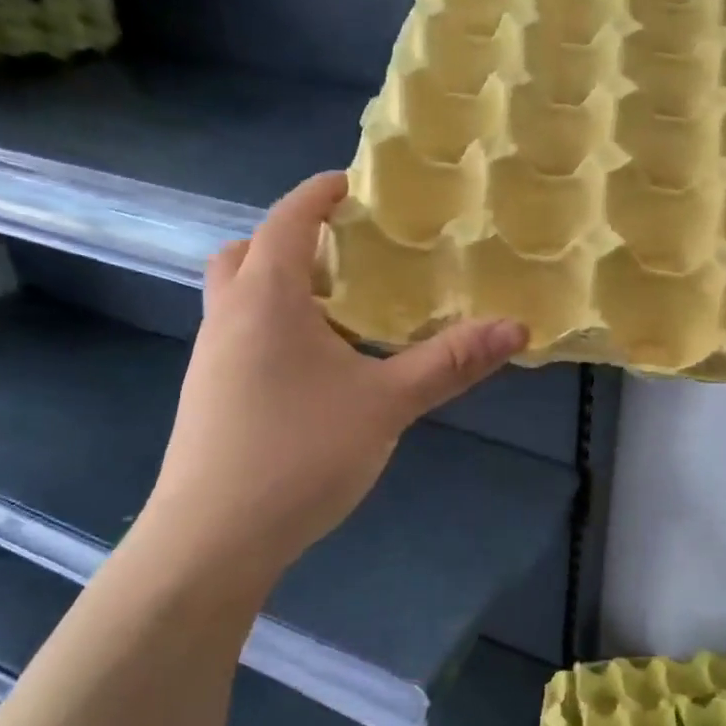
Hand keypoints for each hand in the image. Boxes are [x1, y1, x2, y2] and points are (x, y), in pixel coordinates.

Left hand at [139, 172, 527, 593]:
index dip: (317, 195)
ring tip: (339, 312)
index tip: (351, 184)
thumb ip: (450, 363)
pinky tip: (316, 370)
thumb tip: (516, 328)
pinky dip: (274, 328)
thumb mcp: (387, 404)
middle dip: (290, 241)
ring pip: (238, 299)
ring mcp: (210, 360)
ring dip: (280, 287)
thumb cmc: (299, 454)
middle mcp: (228, 318)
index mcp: (266, 299)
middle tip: (343, 255)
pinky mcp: (209, 398)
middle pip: (246, 254)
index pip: (286, 221)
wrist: (211, 541)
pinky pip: (240, 337)